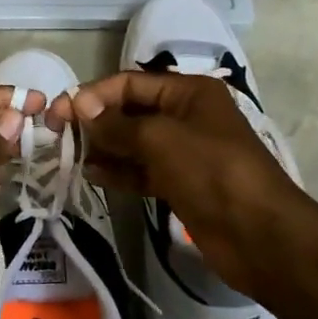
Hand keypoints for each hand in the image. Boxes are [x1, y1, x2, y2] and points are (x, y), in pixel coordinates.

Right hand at [48, 72, 303, 297]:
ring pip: (135, 142)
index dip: (94, 94)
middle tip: (58, 134)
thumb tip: (80, 106)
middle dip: (97, 120)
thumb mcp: (160, 138)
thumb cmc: (211, 171)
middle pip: (132, 111)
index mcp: (189, 92)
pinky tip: (92, 174)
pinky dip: (119, 171)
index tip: (61, 112)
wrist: (260, 235)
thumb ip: (116, 123)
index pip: (131, 83)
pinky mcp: (182, 183)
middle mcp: (186, 116)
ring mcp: (185, 152)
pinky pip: (143, 170)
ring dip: (104, 147)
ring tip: (69, 155)